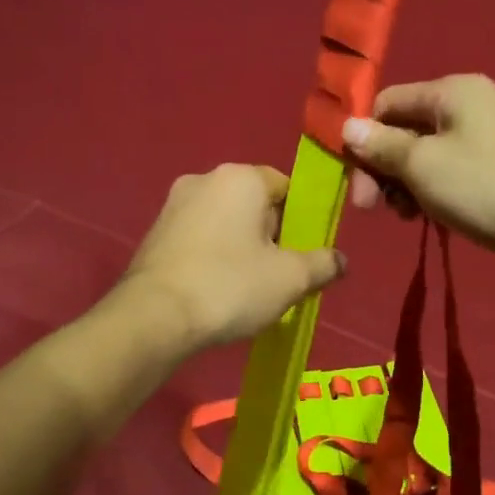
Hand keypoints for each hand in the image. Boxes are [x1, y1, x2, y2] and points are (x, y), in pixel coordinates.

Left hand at [122, 164, 345, 350]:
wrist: (154, 317)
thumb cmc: (230, 286)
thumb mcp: (291, 279)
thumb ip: (323, 264)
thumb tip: (341, 260)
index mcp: (241, 178)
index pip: (286, 186)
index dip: (302, 219)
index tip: (303, 253)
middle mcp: (205, 179)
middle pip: (255, 203)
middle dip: (271, 235)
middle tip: (279, 275)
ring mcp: (174, 204)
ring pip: (225, 221)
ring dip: (241, 247)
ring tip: (247, 288)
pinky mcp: (155, 232)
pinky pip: (200, 237)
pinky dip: (214, 256)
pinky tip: (217, 289)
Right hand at [343, 75, 494, 269]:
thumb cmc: (485, 187)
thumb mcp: (422, 165)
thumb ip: (381, 145)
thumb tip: (347, 127)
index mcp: (452, 91)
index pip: (387, 102)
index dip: (363, 138)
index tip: (354, 181)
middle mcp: (471, 106)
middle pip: (406, 130)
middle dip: (383, 168)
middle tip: (372, 209)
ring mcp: (489, 139)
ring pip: (427, 157)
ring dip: (406, 185)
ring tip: (407, 217)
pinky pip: (452, 174)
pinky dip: (433, 194)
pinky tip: (430, 219)